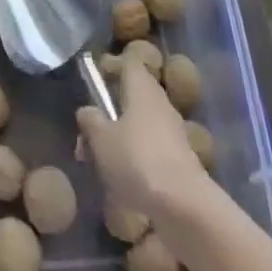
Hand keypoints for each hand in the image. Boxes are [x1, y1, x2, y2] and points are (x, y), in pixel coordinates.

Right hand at [77, 61, 214, 224]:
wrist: (185, 207)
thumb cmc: (138, 161)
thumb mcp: (101, 140)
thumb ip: (90, 121)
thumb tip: (87, 110)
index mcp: (142, 88)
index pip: (129, 63)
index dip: (112, 67)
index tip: (94, 82)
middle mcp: (160, 103)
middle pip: (132, 96)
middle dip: (109, 112)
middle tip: (86, 135)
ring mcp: (172, 133)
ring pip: (139, 125)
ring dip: (119, 139)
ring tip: (98, 164)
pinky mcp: (179, 161)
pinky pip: (150, 149)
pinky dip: (134, 159)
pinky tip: (121, 183)